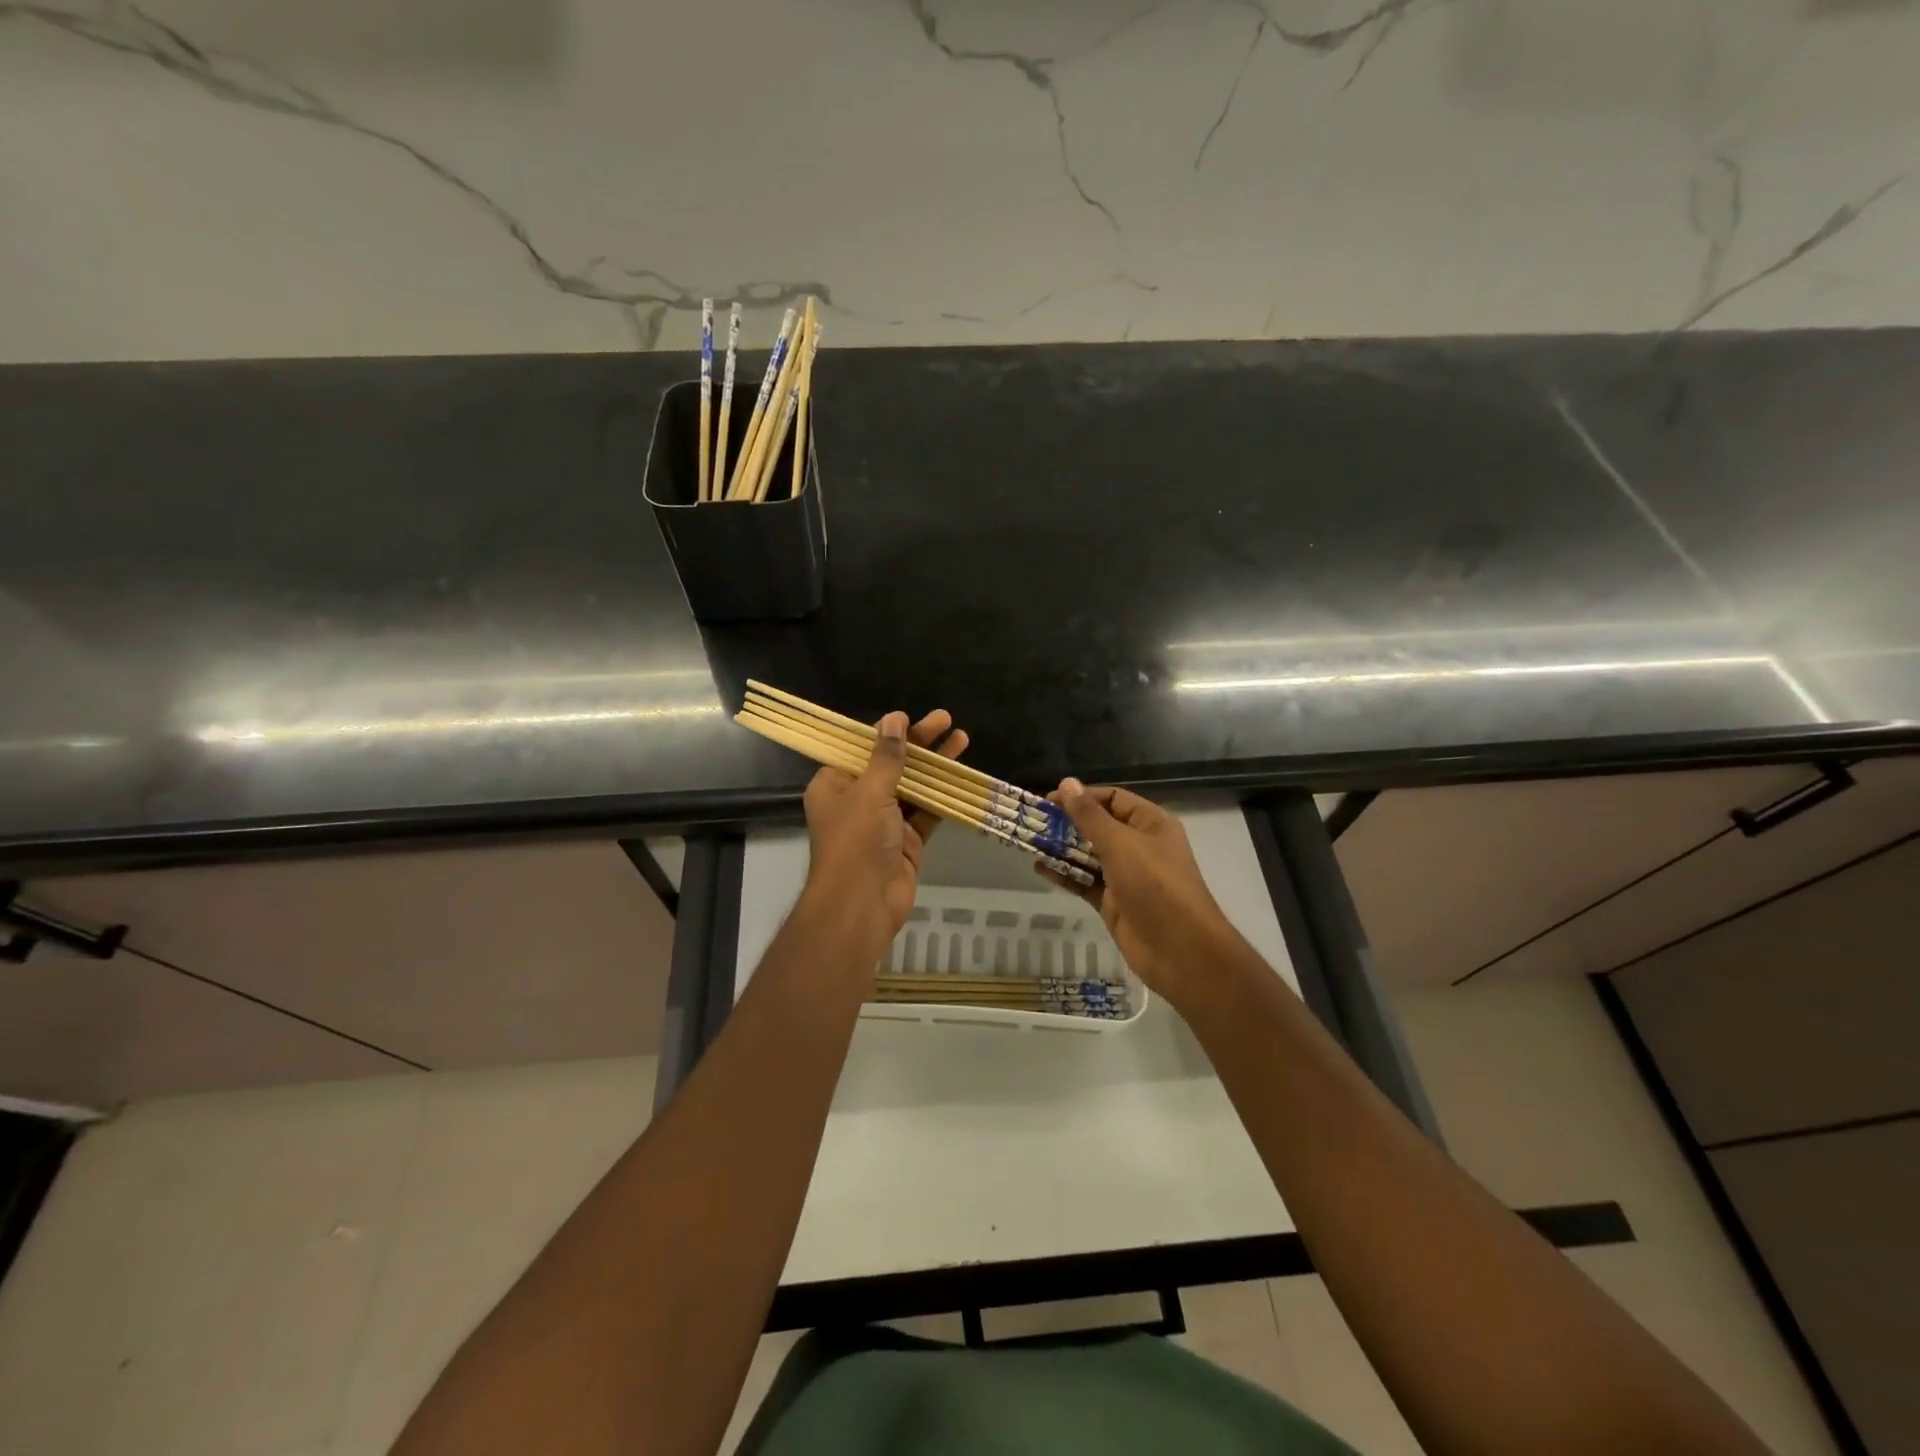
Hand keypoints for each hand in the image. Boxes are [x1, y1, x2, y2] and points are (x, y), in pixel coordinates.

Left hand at [800, 708, 969, 945]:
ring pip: (912, 786)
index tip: (910, 717)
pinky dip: (942, 796)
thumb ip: (887, 756)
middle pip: (891, 764)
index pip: (861, 749)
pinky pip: (925, 812)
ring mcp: (883, 823)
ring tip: (962, 739)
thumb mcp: (870, 792)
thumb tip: (894, 719)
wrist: (862, 905)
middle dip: (918, 743)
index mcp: (834, 785)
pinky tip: (961, 777)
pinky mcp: (906, 841)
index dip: (887, 732)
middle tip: (946, 719)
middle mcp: (856, 801)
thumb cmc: (857, 841)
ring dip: (935, 766)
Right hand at [1037, 780, 1248, 1013]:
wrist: (1180, 950)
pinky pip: (1084, 882)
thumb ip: (1089, 816)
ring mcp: (1126, 876)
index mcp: (1150, 824)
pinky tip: (1039, 868)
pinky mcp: (1113, 902)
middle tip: (1033, 822)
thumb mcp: (1120, 844)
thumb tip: (1067, 782)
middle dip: (1067, 823)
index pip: (1112, 799)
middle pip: (1098, 827)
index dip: (1082, 797)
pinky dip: (1064, 874)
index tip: (1049, 801)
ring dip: (1061, 848)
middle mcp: (1139, 846)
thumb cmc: (1155, 885)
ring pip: (1088, 855)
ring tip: (1030, 842)